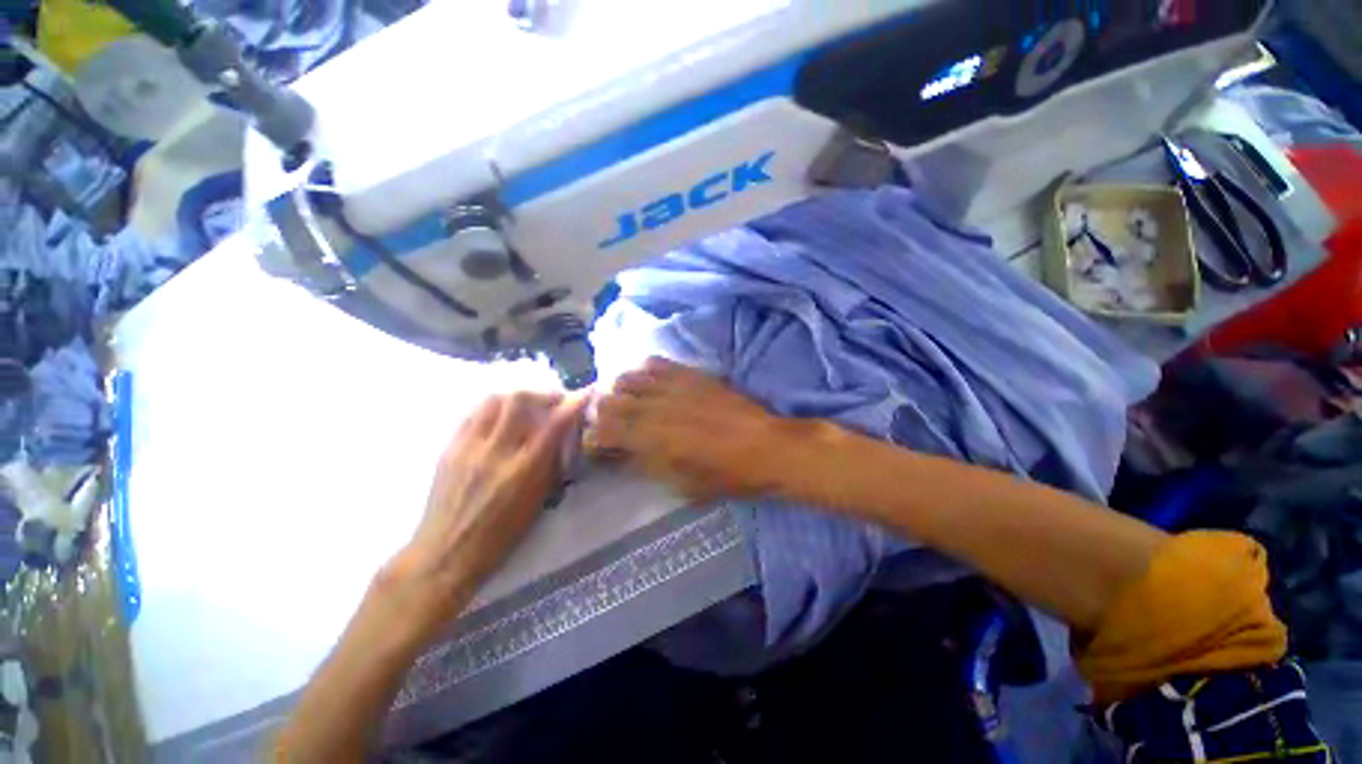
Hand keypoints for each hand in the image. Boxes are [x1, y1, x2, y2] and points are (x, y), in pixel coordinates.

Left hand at [383, 391, 587, 642]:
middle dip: (542, 393)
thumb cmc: (501, 535)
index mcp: (524, 469)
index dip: (574, 403)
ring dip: (517, 396)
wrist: (446, 552)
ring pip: (493, 400)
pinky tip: (500, 417)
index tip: (586, 393)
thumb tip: (564, 436)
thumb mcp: (538, 502)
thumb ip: (552, 464)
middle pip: (519, 399)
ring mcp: (469, 446)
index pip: (554, 423)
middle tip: (553, 401)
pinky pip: (473, 413)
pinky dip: (493, 407)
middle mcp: (496, 451)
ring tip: (527, 405)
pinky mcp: (449, 448)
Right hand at [586, 358, 792, 502]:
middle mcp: (654, 407)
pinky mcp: (689, 373)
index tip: (600, 447)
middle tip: (612, 425)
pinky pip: (655, 362)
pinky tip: (649, 383)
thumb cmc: (726, 475)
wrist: (765, 446)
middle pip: (608, 401)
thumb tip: (624, 455)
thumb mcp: (682, 485)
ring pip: (627, 377)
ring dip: (620, 391)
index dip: (593, 440)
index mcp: (650, 440)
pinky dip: (644, 371)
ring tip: (629, 401)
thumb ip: (647, 467)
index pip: (601, 432)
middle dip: (602, 415)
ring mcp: (672, 386)